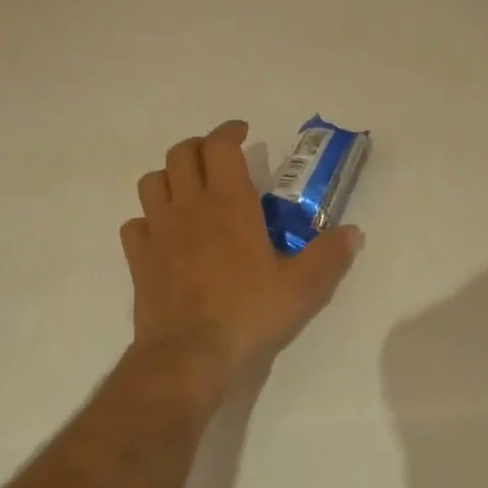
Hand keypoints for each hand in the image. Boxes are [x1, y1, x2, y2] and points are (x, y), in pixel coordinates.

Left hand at [122, 121, 361, 376]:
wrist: (190, 356)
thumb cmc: (249, 314)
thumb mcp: (304, 288)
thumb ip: (330, 256)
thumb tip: (353, 232)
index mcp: (229, 204)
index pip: (220, 146)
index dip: (229, 131)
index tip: (242, 133)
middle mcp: (189, 207)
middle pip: (180, 154)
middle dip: (199, 147)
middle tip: (218, 159)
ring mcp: (158, 232)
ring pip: (152, 182)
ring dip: (170, 177)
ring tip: (189, 190)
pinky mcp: (139, 261)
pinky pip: (135, 225)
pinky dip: (148, 220)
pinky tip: (163, 235)